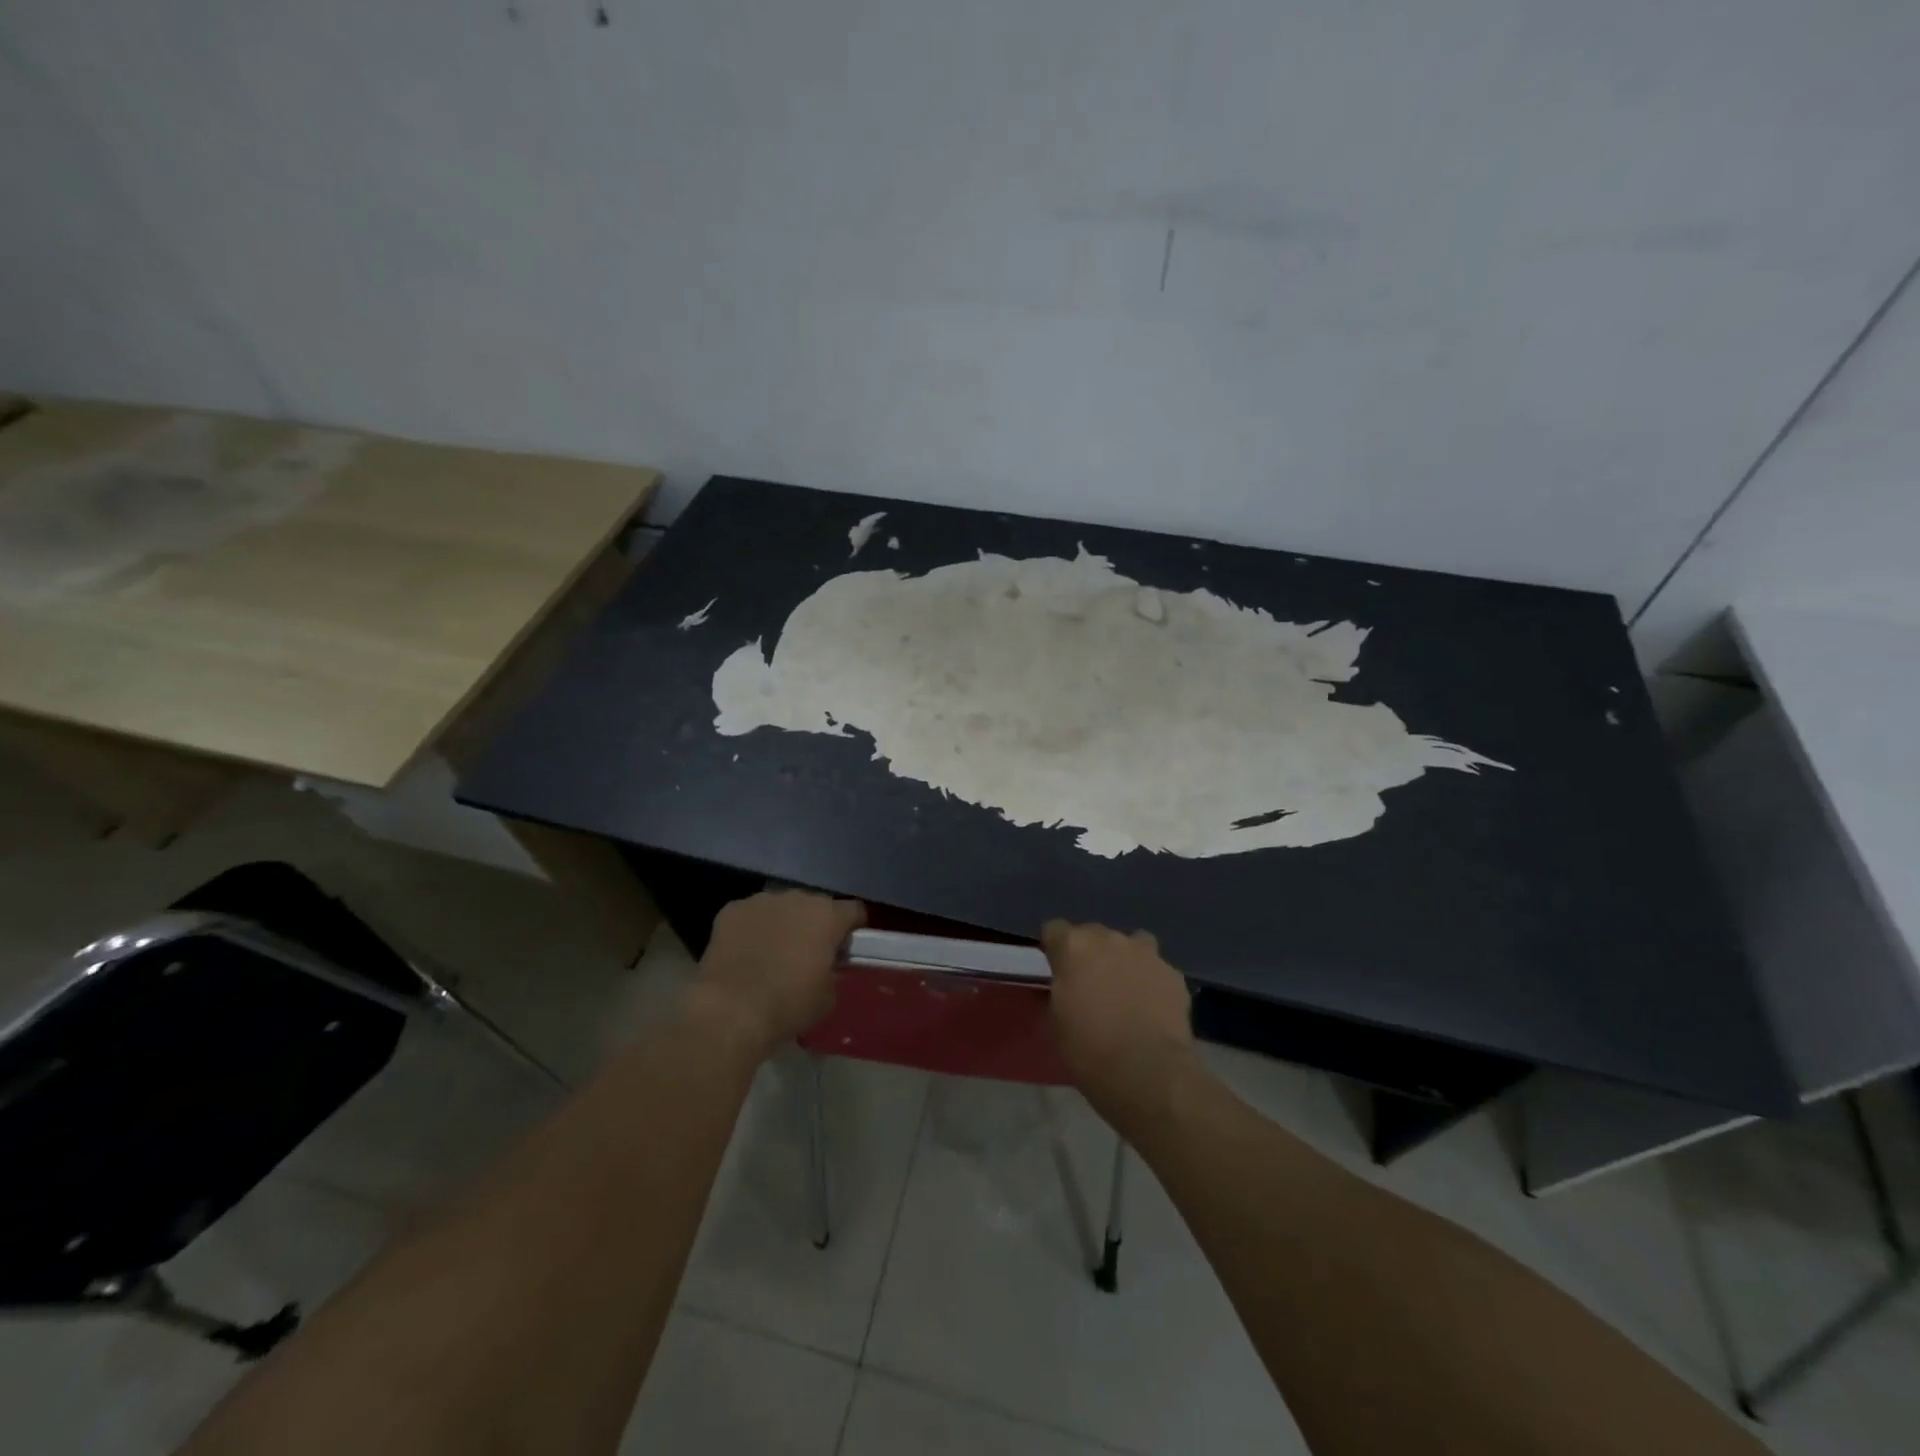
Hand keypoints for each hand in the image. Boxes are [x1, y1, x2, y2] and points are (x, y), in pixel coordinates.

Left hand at [690, 891, 865, 1057]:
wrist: (730, 1012)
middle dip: (814, 925)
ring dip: (782, 924)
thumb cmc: (788, 1005)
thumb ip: (833, 971)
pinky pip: (750, 915)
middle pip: (815, 906)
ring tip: (772, 953)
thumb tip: (827, 966)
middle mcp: (797, 898)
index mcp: (828, 916)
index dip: (852, 929)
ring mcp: (761, 900)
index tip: (845, 949)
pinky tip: (745, 953)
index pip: (853, 911)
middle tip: (807, 954)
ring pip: (781, 907)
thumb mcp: (828, 997)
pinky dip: (752, 929)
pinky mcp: (731, 910)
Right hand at [1042, 920, 1196, 1135]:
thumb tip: (1066, 984)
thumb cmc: (1089, 1049)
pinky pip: (1156, 969)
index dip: (1054, 949)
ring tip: (1125, 990)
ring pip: (1131, 945)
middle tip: (1090, 984)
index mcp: (1073, 947)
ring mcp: (1145, 953)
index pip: (1054, 929)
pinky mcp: (1173, 973)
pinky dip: (1151, 981)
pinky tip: (1151, 1007)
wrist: (1147, 1072)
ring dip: (1124, 960)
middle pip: (1094, 934)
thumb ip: (1060, 990)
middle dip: (1090, 954)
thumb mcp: (1056, 1021)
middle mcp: (1109, 939)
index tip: (1056, 969)